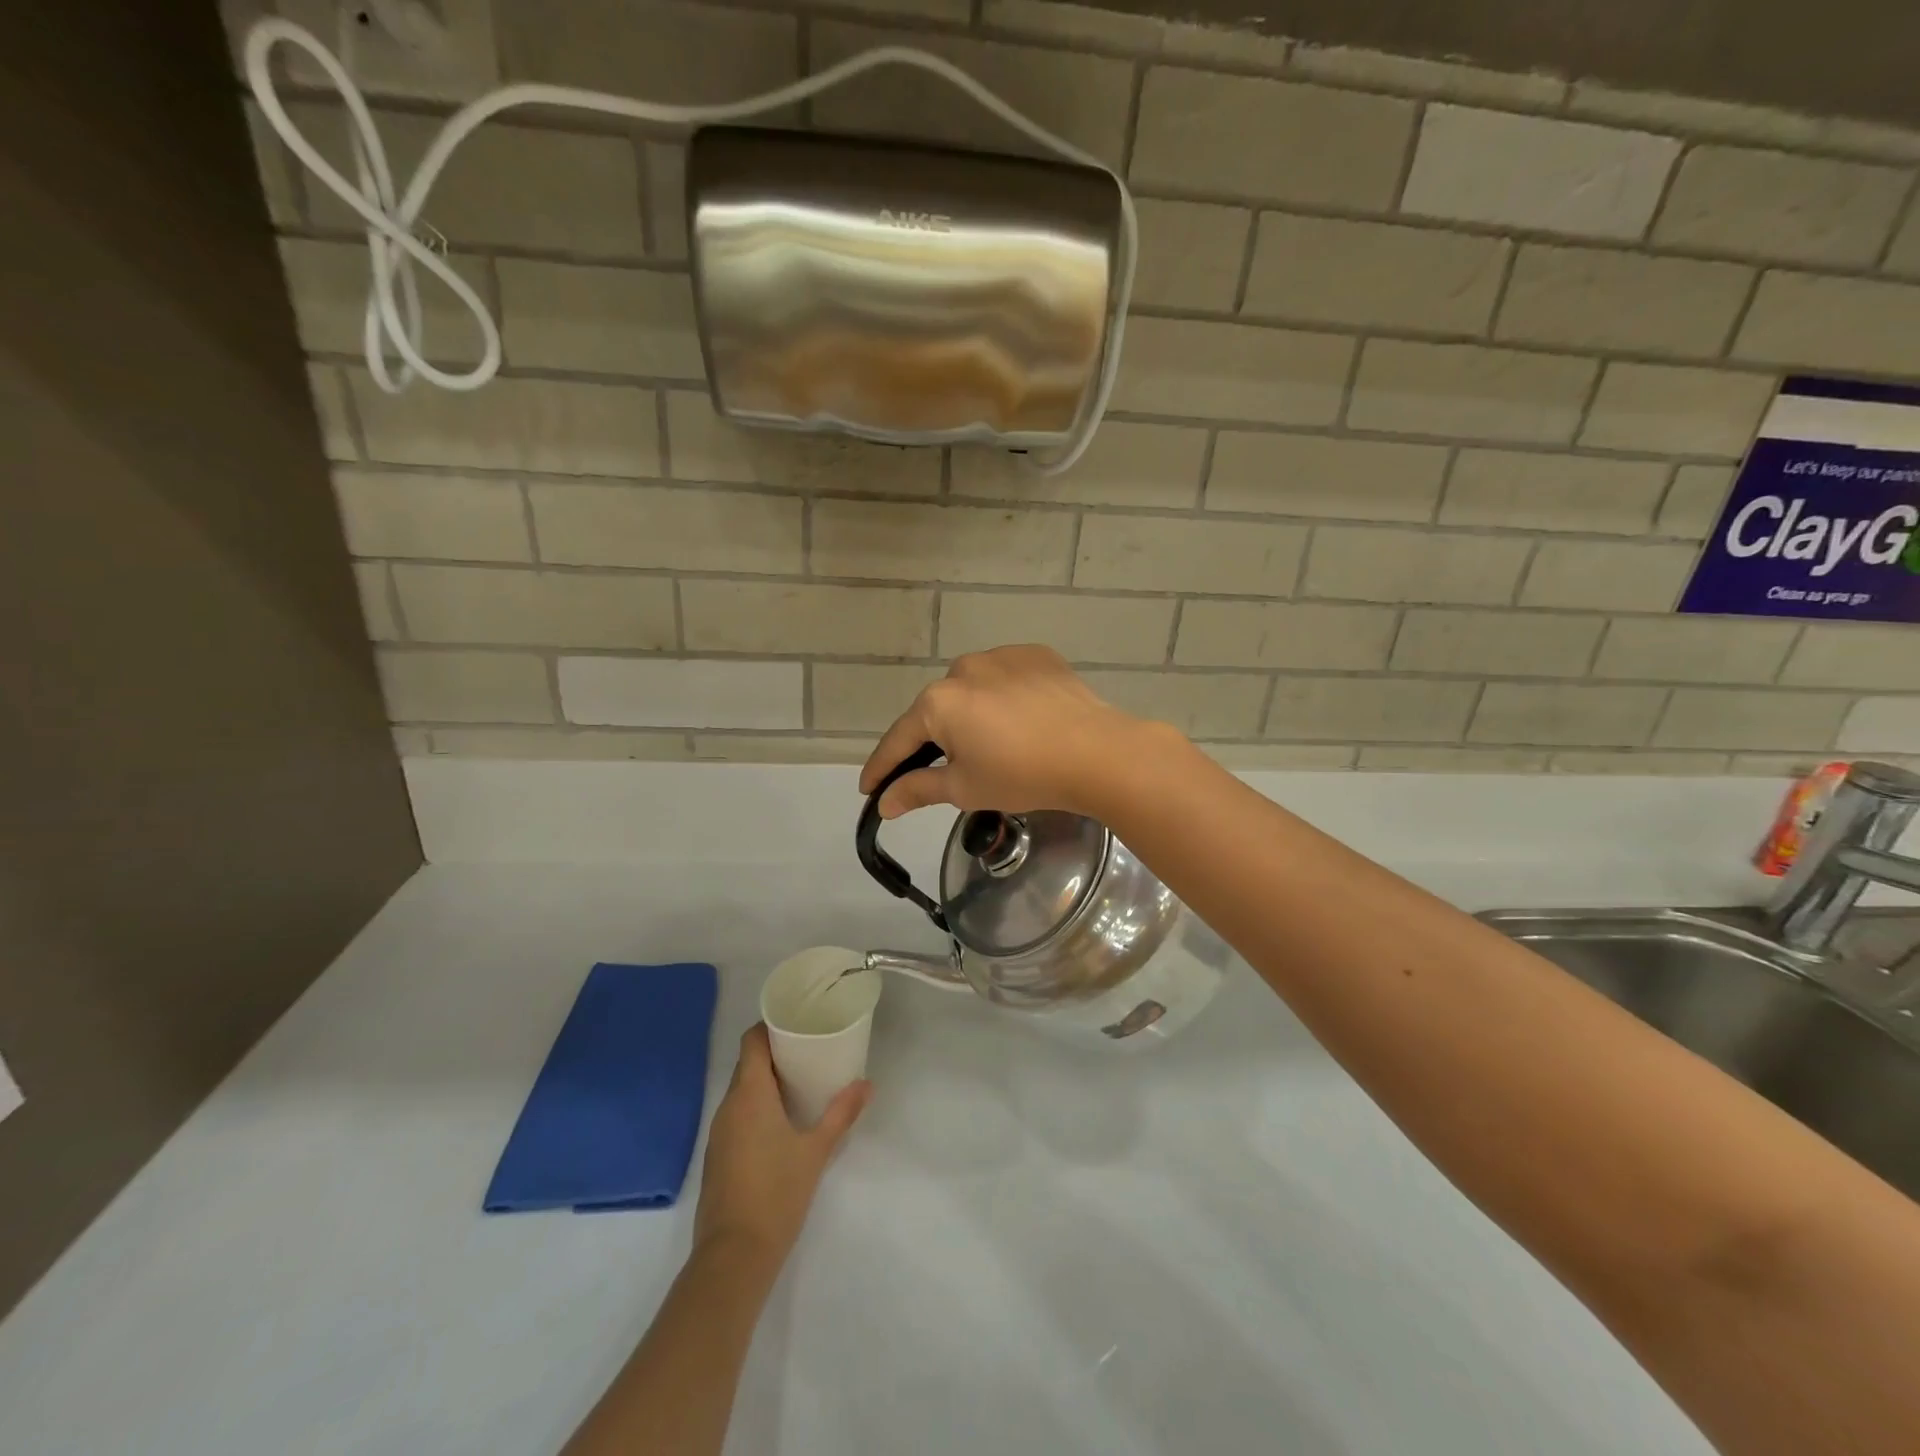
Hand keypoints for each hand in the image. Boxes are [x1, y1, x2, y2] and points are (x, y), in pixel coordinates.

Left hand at [693, 1025, 869, 1272]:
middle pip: (748, 1064)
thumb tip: (867, 1084)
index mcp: (749, 1094)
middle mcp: (728, 1106)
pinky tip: (781, 1121)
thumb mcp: (816, 1151)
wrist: (733, 1257)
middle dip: (775, 1053)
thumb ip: (841, 1114)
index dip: (771, 1026)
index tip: (798, 1022)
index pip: (752, 1041)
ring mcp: (719, 1133)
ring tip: (801, 1082)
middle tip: (810, 1050)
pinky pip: (737, 1115)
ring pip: (742, 1091)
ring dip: (766, 1081)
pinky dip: (757, 1107)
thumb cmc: (776, 1193)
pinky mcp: (718, 1156)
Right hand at [859, 645, 1168, 819]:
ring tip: (993, 746)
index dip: (883, 768)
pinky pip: (1006, 679)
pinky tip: (1021, 721)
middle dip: (934, 741)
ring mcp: (1002, 656)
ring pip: (972, 691)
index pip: (899, 739)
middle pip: (937, 712)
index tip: (869, 789)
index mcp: (938, 701)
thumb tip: (884, 803)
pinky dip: (1003, 699)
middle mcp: (963, 668)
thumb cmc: (1022, 775)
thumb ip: (918, 790)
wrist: (1097, 753)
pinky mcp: (1036, 655)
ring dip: (971, 716)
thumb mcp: (964, 788)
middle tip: (944, 772)